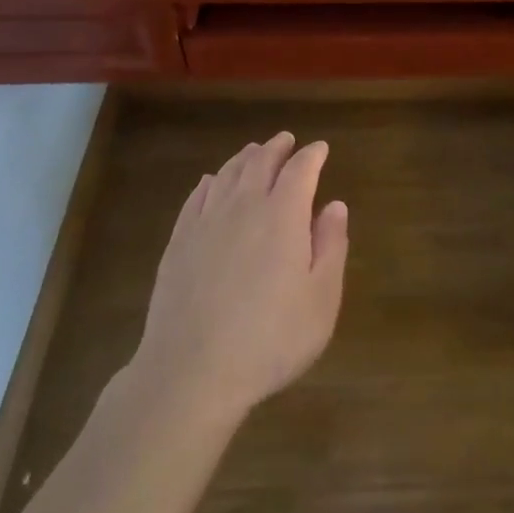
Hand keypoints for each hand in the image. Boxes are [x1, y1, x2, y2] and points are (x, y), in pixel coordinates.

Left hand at [131, 133, 348, 425]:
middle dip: (277, 148)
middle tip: (287, 141)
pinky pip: (196, 197)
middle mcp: (244, 207)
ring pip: (227, 175)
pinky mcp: (178, 242)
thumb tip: (335, 205)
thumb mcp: (321, 299)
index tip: (321, 149)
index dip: (313, 156)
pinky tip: (212, 183)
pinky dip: (210, 183)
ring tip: (254, 152)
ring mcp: (206, 222)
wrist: (191, 371)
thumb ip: (331, 246)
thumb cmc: (270, 339)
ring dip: (245, 159)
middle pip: (261, 163)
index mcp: (283, 215)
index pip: (301, 170)